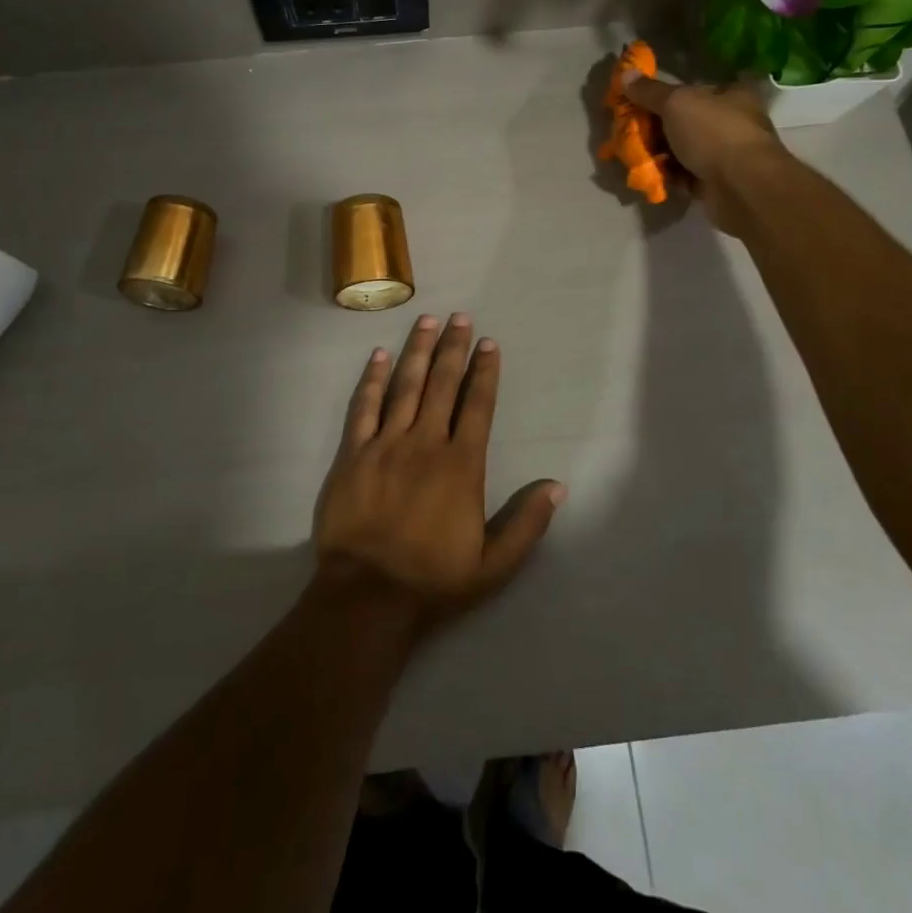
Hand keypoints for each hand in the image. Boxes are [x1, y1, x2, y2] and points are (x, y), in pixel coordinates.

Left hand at [313, 313, 564, 630]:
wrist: (367, 595)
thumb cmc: (434, 579)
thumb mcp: (494, 564)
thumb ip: (527, 523)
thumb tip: (558, 486)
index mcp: (462, 465)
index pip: (478, 406)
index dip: (485, 372)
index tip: (488, 343)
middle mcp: (426, 444)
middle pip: (443, 385)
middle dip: (453, 348)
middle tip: (459, 317)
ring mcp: (386, 445)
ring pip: (405, 386)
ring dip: (417, 351)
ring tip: (426, 321)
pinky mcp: (353, 454)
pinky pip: (363, 407)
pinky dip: (372, 379)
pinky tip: (379, 356)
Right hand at [622, 72, 788, 236]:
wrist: (741, 186)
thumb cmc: (713, 133)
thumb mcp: (676, 103)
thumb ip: (649, 91)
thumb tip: (625, 73)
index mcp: (732, 94)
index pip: (696, 88)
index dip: (667, 94)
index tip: (641, 102)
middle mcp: (733, 122)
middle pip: (687, 120)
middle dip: (658, 127)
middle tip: (632, 130)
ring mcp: (727, 154)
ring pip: (684, 150)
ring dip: (660, 154)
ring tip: (636, 155)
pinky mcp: (718, 182)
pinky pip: (686, 175)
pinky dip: (669, 175)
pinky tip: (651, 175)